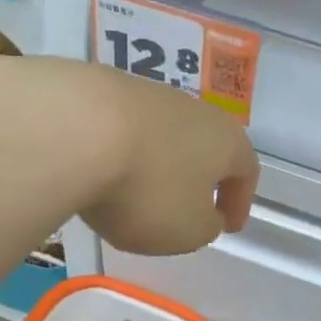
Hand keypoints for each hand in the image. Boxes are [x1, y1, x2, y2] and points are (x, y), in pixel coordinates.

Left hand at [0, 57, 258, 255]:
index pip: (246, 171)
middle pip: (204, 146)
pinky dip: (119, 152)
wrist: (74, 129)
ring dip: (156, 164)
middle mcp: (193, 110)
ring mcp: (146, 94)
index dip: (240, 202)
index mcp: (226, 141)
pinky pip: (121, 128)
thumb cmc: (147, 189)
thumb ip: (205, 227)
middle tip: (187, 207)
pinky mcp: (101, 89)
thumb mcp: (187, 231)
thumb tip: (204, 215)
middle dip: (198, 177)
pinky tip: (98, 171)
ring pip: (162, 135)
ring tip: (134, 192)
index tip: (229, 226)